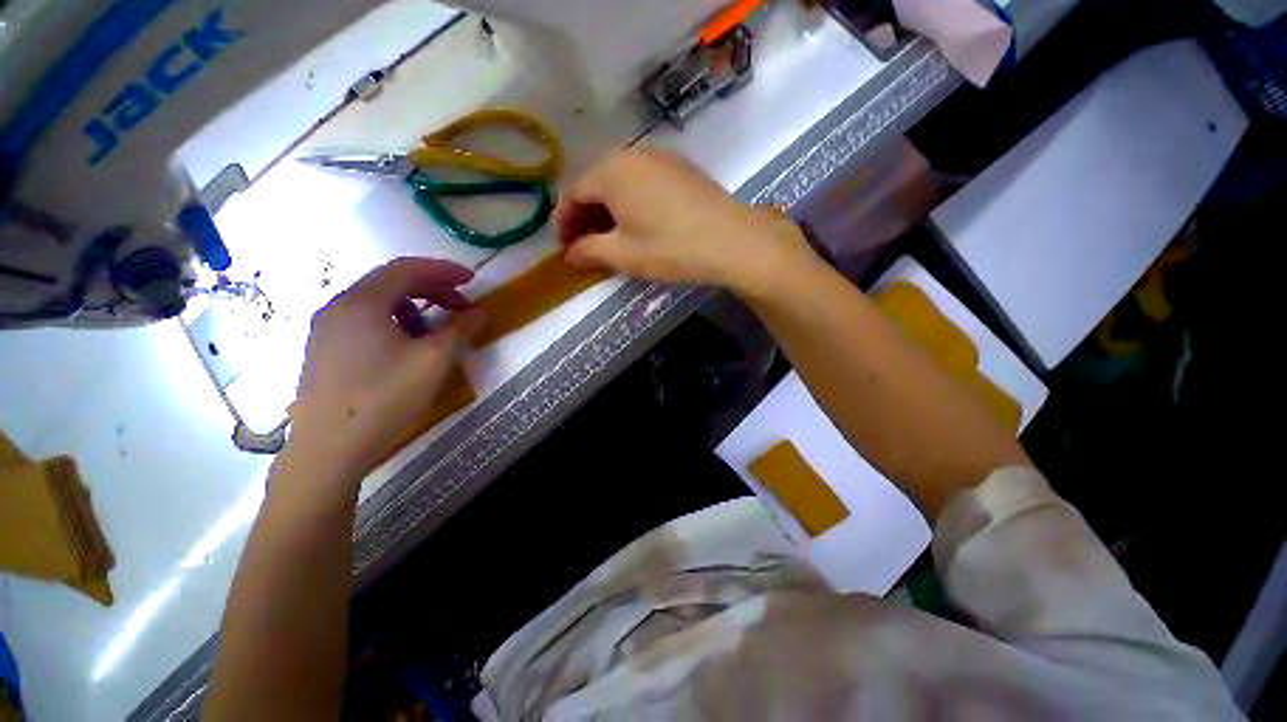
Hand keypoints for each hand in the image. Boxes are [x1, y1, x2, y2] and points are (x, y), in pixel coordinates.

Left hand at [286, 258, 484, 486]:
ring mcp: (327, 329)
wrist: (329, 448)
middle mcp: (338, 307)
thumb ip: (461, 329)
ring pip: (377, 302)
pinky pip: (365, 321)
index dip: (443, 270)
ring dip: (414, 306)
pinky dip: (394, 322)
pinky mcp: (325, 350)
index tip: (472, 280)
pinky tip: (407, 347)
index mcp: (362, 302)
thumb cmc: (385, 397)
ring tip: (436, 329)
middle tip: (461, 304)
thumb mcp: (434, 360)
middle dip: (431, 288)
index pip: (406, 269)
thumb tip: (480, 312)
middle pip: (390, 282)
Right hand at [555, 148, 817, 297]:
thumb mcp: (623, 254)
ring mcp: (661, 158)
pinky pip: (644, 182)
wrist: (731, 240)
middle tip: (587, 245)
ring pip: (621, 182)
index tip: (565, 248)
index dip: (564, 222)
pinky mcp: (682, 169)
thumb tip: (570, 254)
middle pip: (596, 184)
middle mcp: (632, 155)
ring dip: (610, 209)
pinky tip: (640, 224)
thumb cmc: (669, 248)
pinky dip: (633, 202)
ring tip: (612, 238)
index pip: (573, 193)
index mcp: (610, 171)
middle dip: (586, 216)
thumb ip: (589, 251)